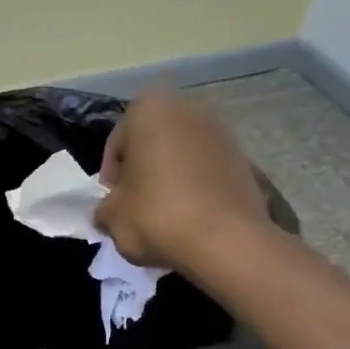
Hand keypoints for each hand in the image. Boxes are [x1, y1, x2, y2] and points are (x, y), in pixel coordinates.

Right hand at [95, 88, 271, 270]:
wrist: (226, 240)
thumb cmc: (157, 216)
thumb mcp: (112, 217)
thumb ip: (104, 208)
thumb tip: (108, 212)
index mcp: (150, 109)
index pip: (117, 143)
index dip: (111, 176)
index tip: (113, 203)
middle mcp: (188, 108)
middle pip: (152, 144)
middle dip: (143, 171)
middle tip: (135, 206)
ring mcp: (222, 132)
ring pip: (181, 156)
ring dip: (170, 179)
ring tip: (164, 215)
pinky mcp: (244, 159)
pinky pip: (207, 171)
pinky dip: (196, 188)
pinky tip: (191, 217)